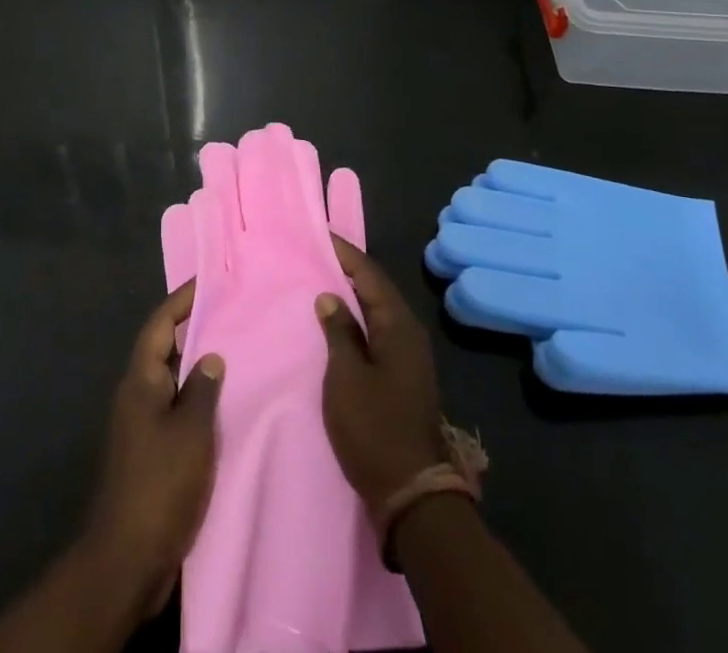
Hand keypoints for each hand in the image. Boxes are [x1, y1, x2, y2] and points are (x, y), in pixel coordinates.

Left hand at [84, 281, 224, 614]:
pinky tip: (223, 405)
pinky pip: (176, 409)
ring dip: (197, 366)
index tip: (207, 281)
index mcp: (140, 380)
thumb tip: (210, 356)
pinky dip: (197, 399)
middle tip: (229, 313)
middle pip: (164, 348)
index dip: (181, 300)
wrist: (128, 557)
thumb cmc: (160, 483)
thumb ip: (203, 389)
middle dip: (193, 329)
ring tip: (234, 352)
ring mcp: (141, 425)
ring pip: (172, 380)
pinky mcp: (150, 452)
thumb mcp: (191, 431)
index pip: (160, 325)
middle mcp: (137, 395)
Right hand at [316, 237, 446, 510]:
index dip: (344, 252)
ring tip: (320, 281)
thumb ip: (339, 331)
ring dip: (352, 294)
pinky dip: (357, 319)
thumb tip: (330, 295)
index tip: (319, 234)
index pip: (369, 274)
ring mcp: (408, 356)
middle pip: (376, 288)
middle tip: (315, 254)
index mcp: (398, 325)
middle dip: (348, 269)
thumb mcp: (346, 377)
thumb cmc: (374, 428)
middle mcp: (408, 333)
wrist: (411, 493)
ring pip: (377, 310)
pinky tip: (337, 323)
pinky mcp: (403, 376)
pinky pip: (378, 331)